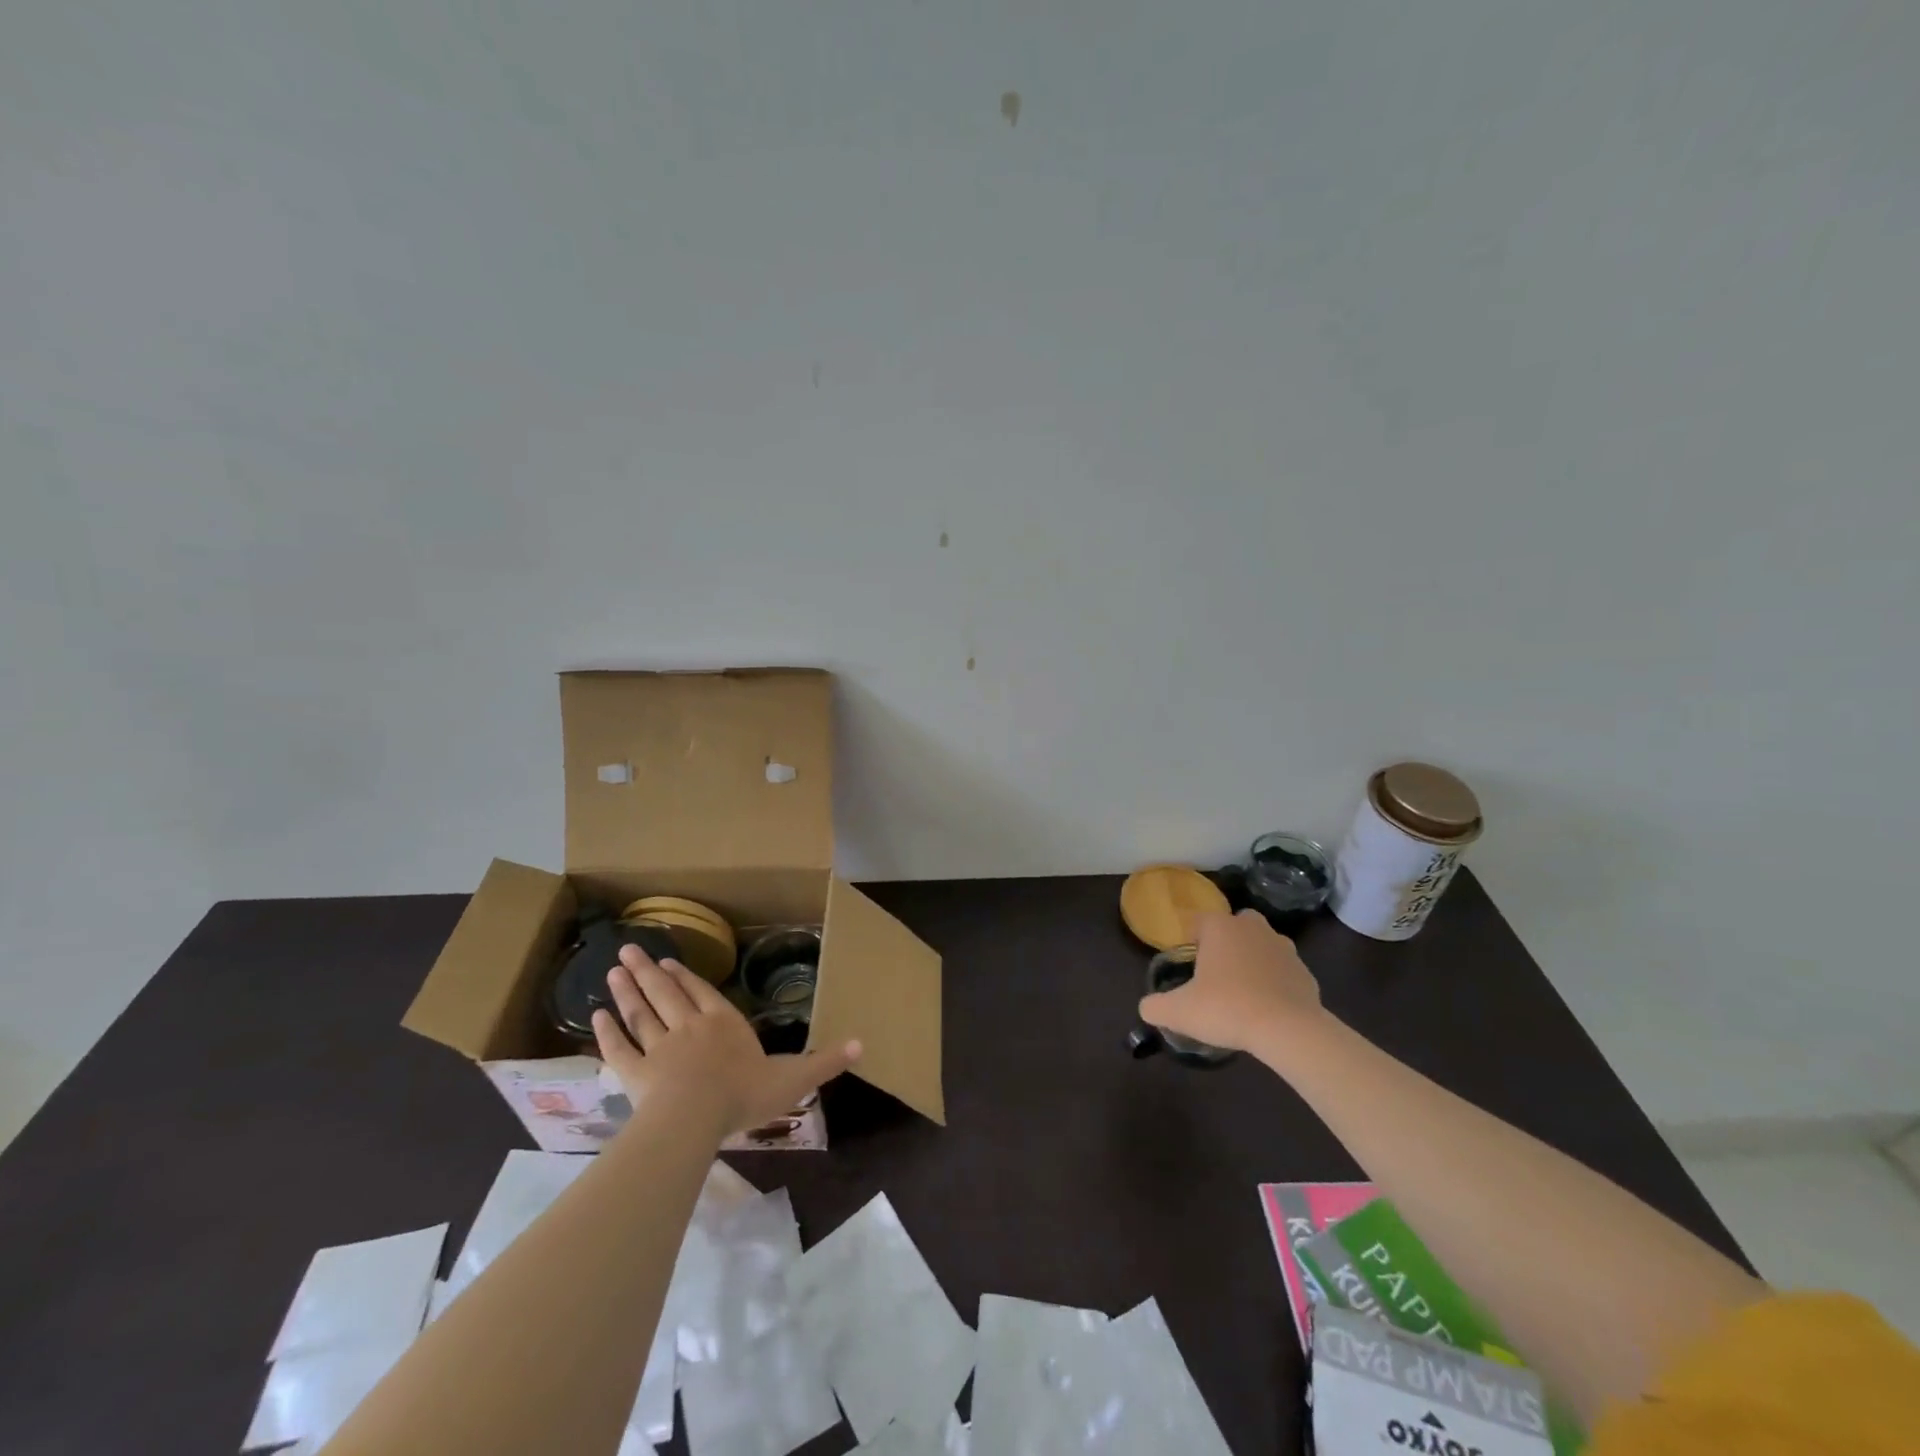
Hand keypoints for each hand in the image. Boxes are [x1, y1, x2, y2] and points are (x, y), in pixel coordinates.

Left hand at [593, 944, 859, 1137]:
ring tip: (612, 970)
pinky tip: (595, 1017)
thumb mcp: (795, 1078)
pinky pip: (619, 1049)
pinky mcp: (636, 1073)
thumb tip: (863, 1044)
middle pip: (666, 994)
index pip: (703, 994)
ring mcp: (660, 1048)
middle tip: (628, 950)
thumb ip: (825, 1061)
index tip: (669, 962)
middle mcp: (690, 1028)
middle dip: (648, 972)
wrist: (696, 1118)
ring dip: (627, 991)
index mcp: (725, 1025)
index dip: (687, 978)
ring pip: (641, 1013)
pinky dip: (607, 1032)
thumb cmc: (745, 1095)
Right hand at [1138, 909, 1324, 1054]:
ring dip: (1254, 958)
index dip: (1189, 938)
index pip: (1198, 921)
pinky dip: (1276, 982)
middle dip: (1227, 941)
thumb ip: (1155, 1007)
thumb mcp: (1179, 1012)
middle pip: (1236, 924)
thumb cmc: (1226, 1008)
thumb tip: (1146, 1008)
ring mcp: (1283, 947)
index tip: (1187, 961)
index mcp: (1219, 927)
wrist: (1287, 1030)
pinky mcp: (1305, 972)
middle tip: (1216, 970)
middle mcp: (1252, 928)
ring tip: (1243, 989)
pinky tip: (1267, 1007)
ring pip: (1263, 944)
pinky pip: (1284, 971)